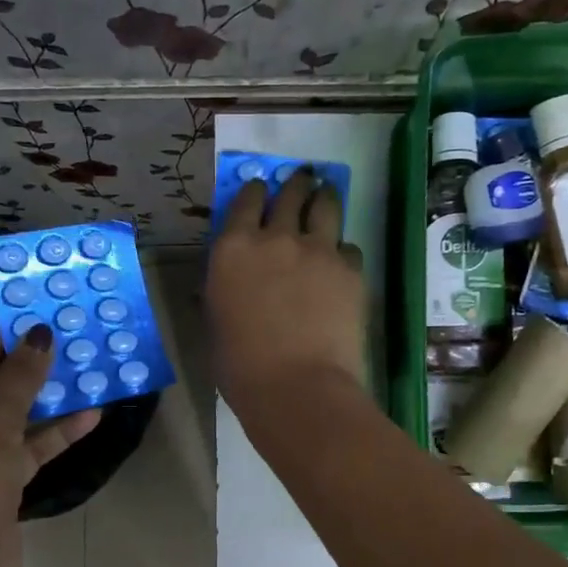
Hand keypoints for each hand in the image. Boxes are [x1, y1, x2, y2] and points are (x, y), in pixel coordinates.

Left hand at [0, 325, 99, 566]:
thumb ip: (20, 377)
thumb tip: (40, 335)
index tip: (32, 320)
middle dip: (25, 368)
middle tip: (64, 342)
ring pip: (8, 420)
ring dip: (45, 400)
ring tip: (84, 372)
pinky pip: (22, 450)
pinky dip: (51, 435)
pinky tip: (90, 415)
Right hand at [207, 169, 366, 410]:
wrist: (297, 387)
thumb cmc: (241, 367)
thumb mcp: (217, 322)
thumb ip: (223, 290)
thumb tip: (229, 283)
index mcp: (233, 249)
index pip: (246, 201)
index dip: (255, 191)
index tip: (260, 189)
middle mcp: (275, 238)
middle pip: (289, 194)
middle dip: (295, 184)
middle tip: (302, 180)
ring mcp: (318, 250)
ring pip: (326, 206)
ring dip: (324, 197)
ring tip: (326, 194)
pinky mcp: (350, 270)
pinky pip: (349, 247)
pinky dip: (342, 250)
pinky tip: (341, 260)